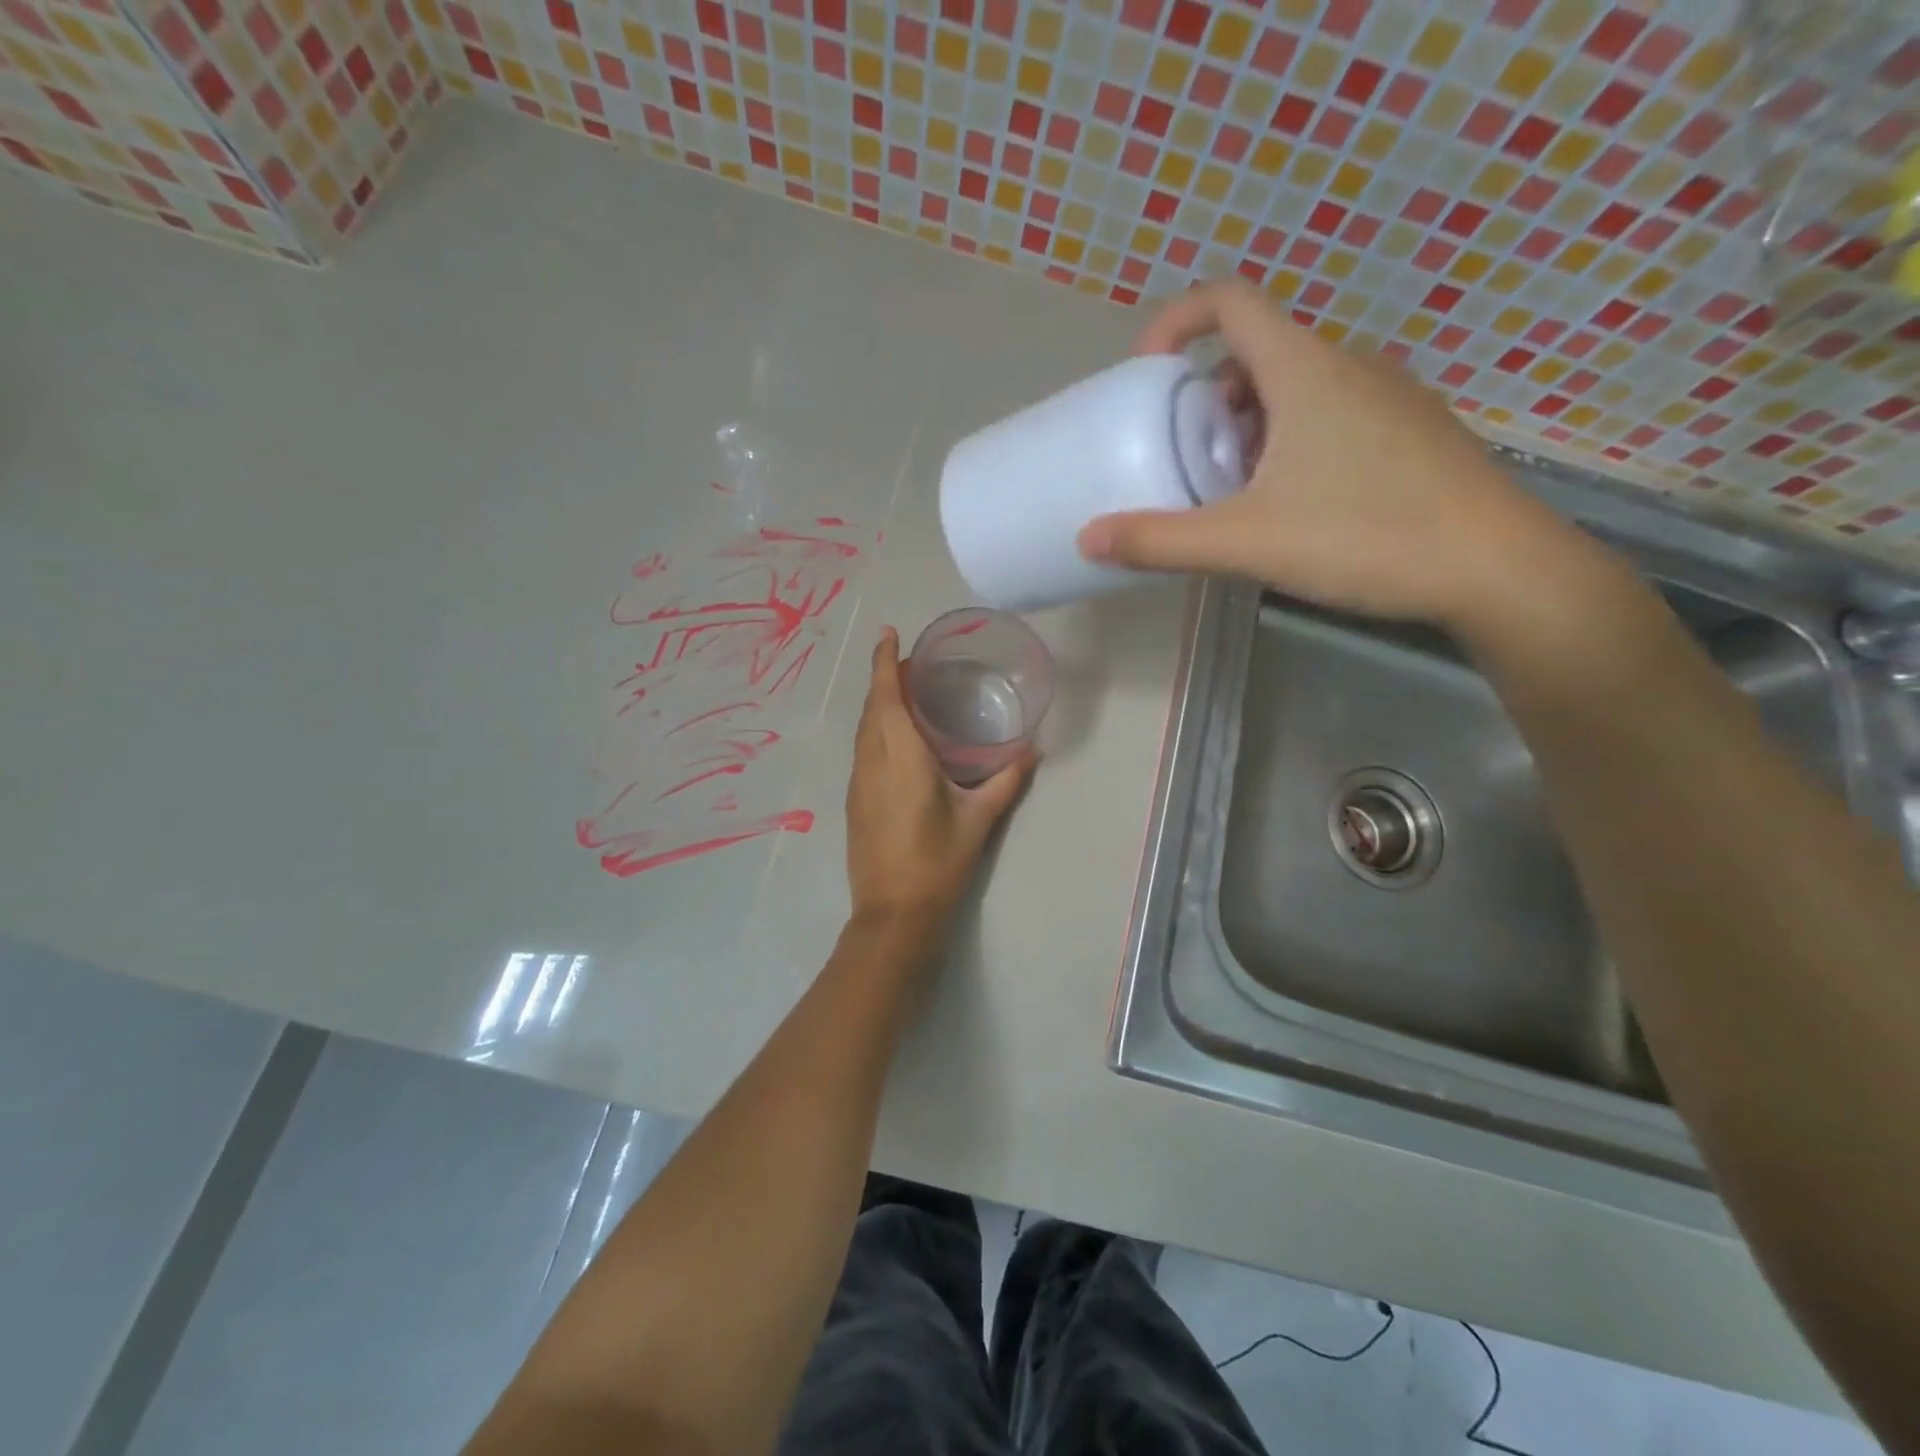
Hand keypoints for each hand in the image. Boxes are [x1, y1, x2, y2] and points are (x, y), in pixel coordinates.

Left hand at [845, 626, 1032, 937]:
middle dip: (885, 678)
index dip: (884, 662)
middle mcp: (872, 762)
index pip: (886, 697)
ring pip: (863, 729)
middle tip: (912, 663)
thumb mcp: (979, 821)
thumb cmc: (938, 864)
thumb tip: (1031, 750)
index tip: (889, 633)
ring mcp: (858, 782)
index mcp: (901, 758)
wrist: (893, 915)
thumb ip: (1006, 781)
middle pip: (871, 708)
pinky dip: (875, 728)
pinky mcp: (854, 801)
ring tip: (906, 693)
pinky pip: (862, 749)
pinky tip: (897, 738)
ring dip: (878, 703)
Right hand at [1076, 281, 1575, 630]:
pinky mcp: (1410, 431)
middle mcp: (1348, 366)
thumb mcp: (1246, 542)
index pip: (1229, 301)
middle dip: (1208, 396)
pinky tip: (1292, 502)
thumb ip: (1161, 541)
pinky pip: (1332, 413)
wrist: (1495, 567)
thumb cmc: (1364, 537)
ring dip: (1249, 423)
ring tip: (1233, 488)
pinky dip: (1292, 439)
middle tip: (1186, 457)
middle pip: (1257, 351)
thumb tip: (1088, 540)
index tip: (1145, 373)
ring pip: (1296, 386)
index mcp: (1304, 370)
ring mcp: (1387, 396)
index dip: (1176, 321)